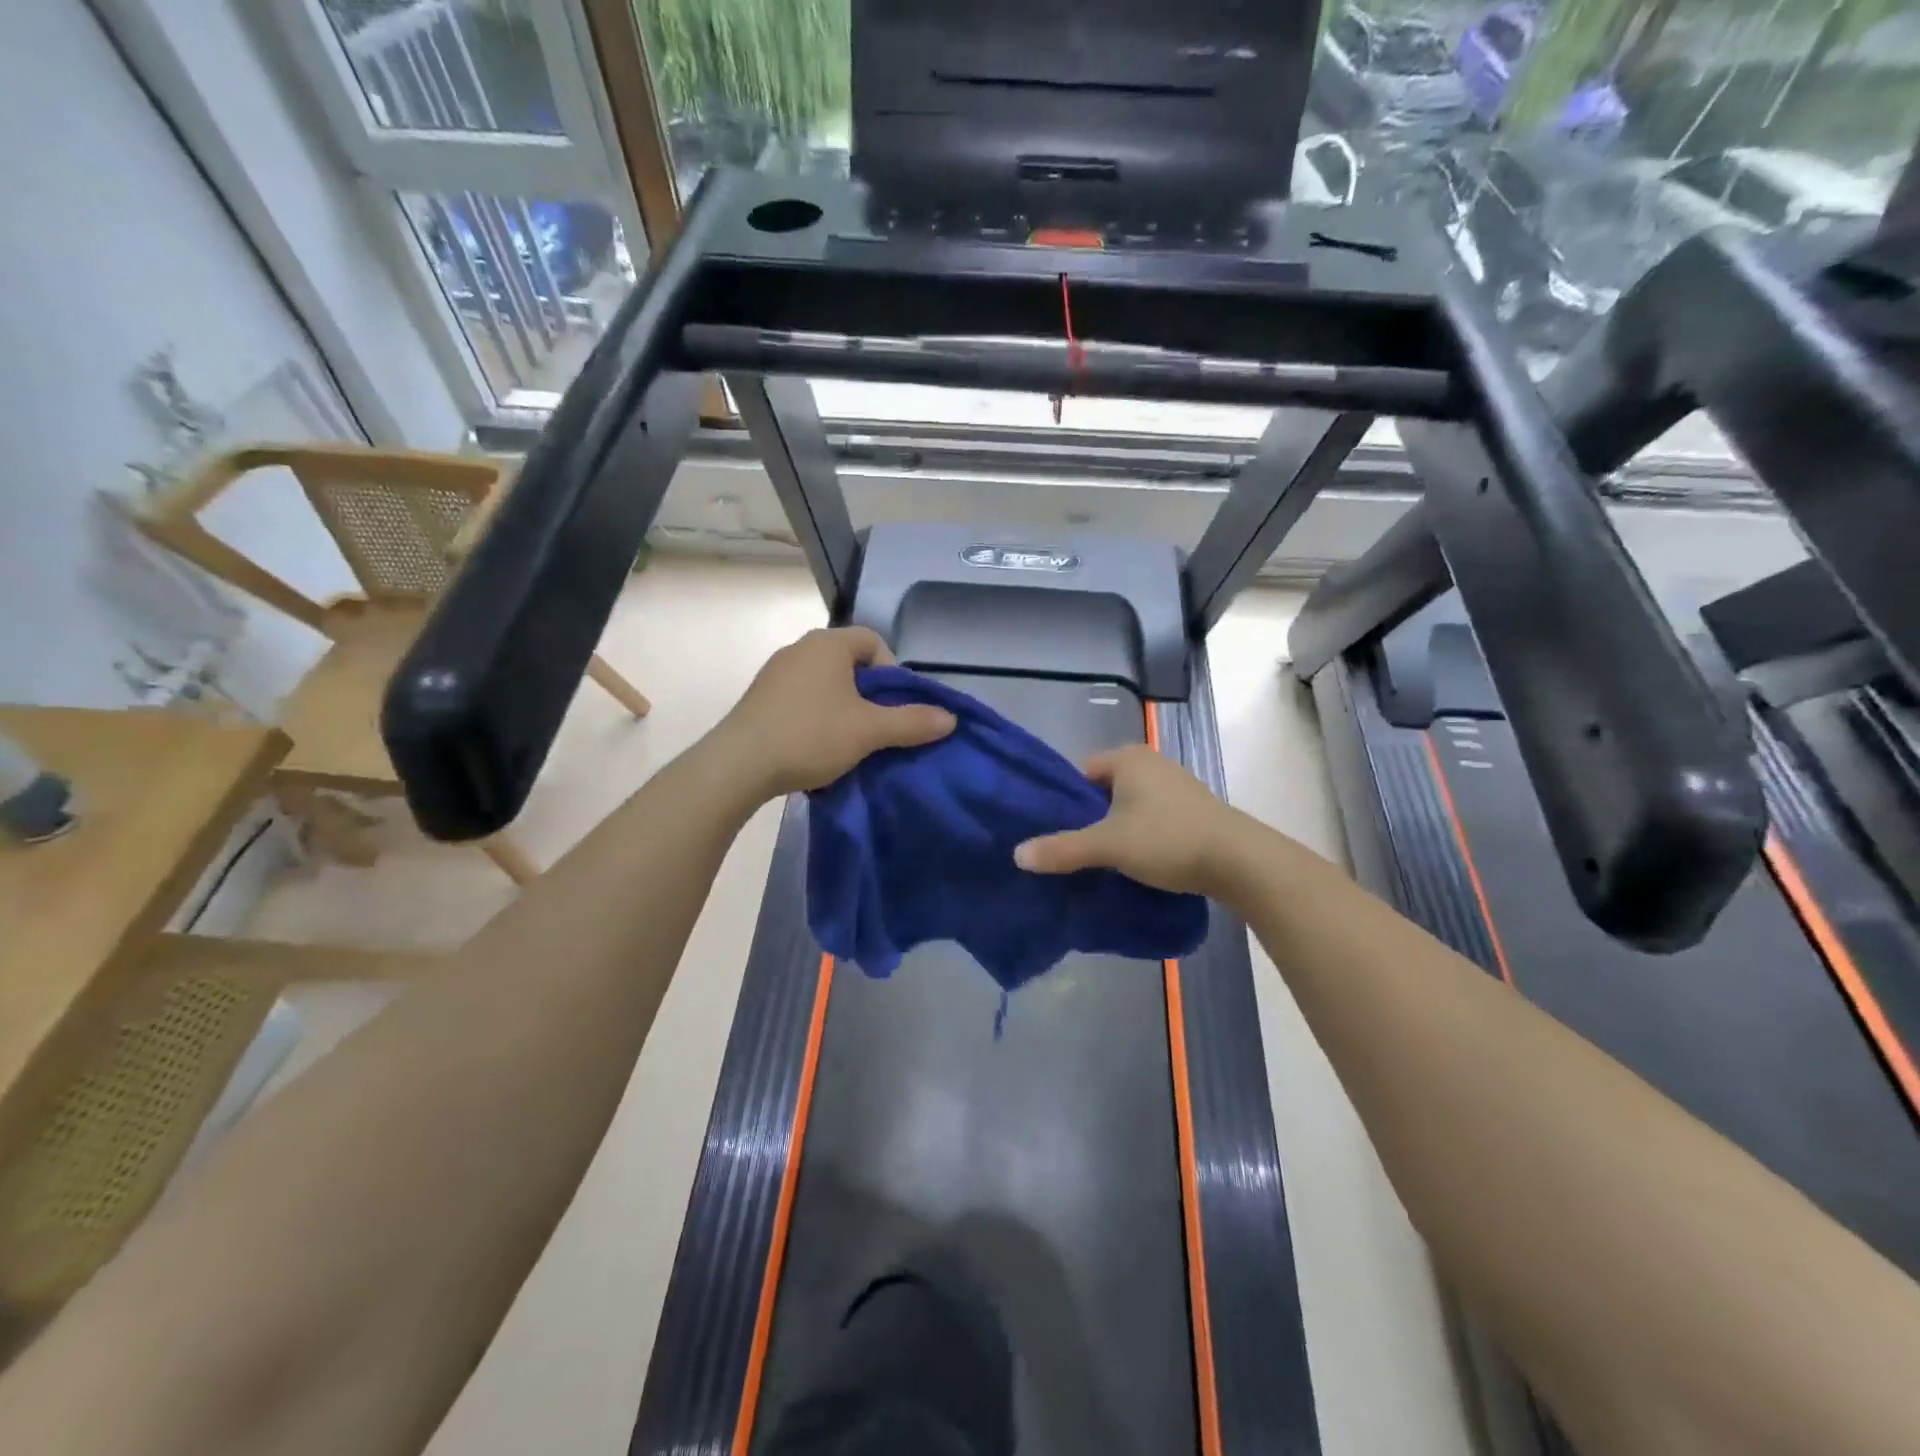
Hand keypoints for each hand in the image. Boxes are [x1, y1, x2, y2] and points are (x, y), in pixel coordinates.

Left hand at [720, 627, 954, 798]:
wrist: (739, 764)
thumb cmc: (811, 735)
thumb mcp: (869, 731)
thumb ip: (912, 722)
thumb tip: (950, 718)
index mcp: (828, 644)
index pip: (873, 641)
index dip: (892, 672)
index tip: (893, 706)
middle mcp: (800, 647)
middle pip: (849, 662)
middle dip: (868, 693)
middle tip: (876, 726)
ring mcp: (775, 672)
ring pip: (824, 682)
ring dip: (842, 706)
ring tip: (848, 740)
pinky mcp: (759, 697)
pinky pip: (801, 697)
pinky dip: (816, 715)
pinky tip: (816, 746)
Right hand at [1014, 745, 1246, 895]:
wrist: (1239, 861)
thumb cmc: (1168, 839)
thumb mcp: (1109, 845)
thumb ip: (1063, 849)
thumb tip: (1017, 855)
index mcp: (1127, 758)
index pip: (1078, 774)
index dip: (1062, 802)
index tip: (1050, 832)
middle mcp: (1150, 763)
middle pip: (1101, 791)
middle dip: (1086, 818)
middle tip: (1068, 849)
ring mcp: (1173, 785)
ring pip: (1126, 806)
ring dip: (1112, 829)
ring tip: (1096, 860)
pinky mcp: (1190, 809)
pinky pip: (1148, 818)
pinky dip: (1136, 835)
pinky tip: (1131, 861)